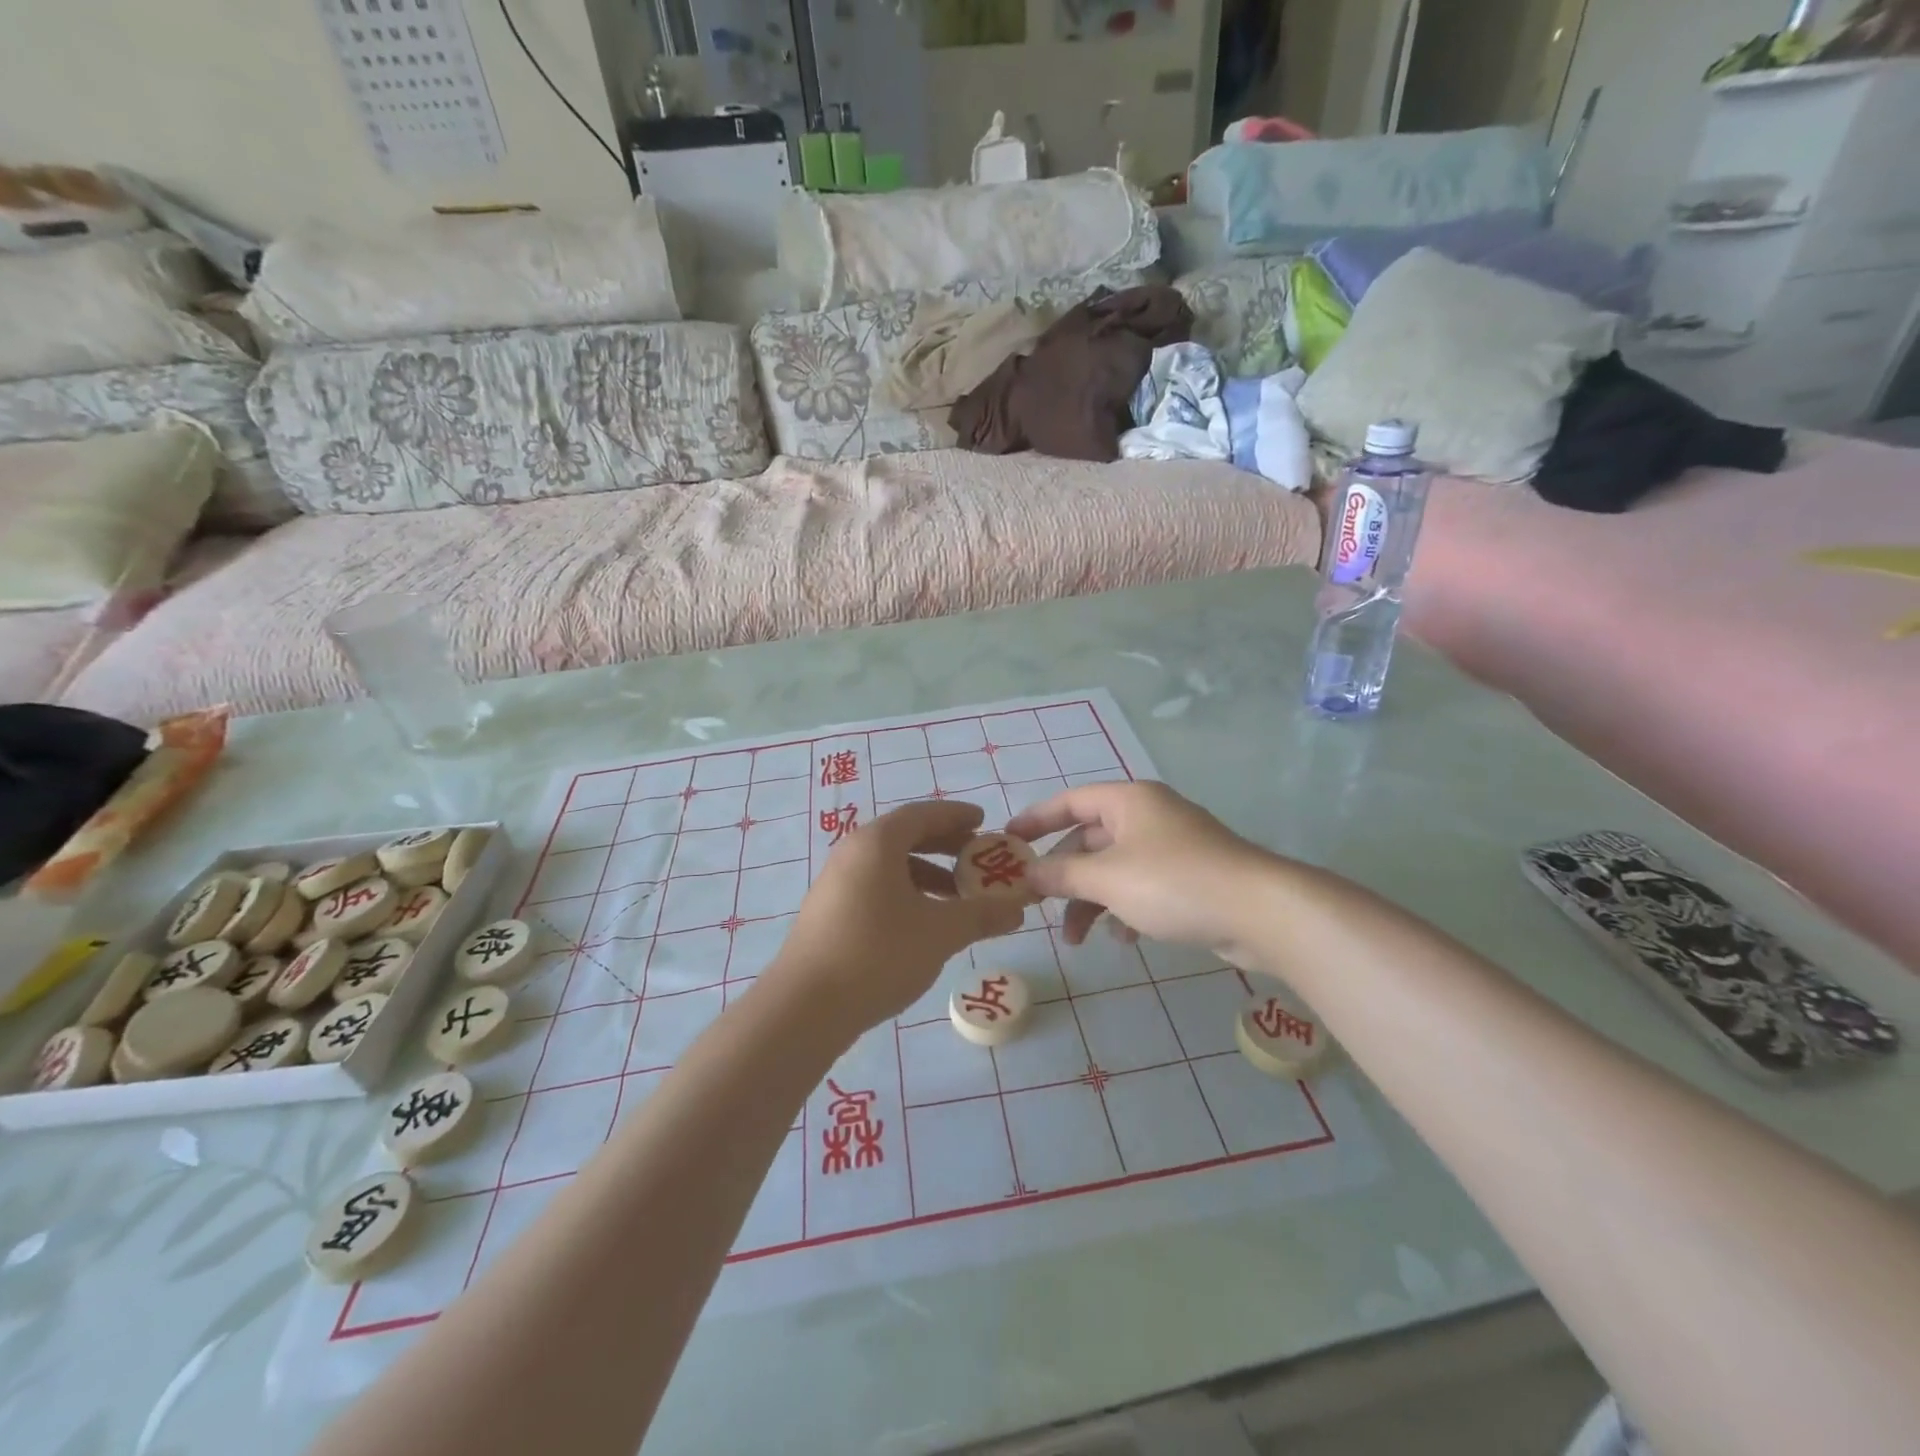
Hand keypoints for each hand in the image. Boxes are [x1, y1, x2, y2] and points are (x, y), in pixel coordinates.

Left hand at [767, 800, 1024, 1034]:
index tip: (983, 821)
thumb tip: (1018, 908)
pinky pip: (876, 888)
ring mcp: (836, 884)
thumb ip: (981, 915)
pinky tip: (924, 925)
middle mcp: (852, 854)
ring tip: (958, 899)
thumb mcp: (940, 932)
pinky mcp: (829, 914)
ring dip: (927, 876)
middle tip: (977, 859)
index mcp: (877, 843)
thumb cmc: (878, 953)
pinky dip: (906, 895)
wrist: (805, 1007)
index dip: (956, 816)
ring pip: (890, 867)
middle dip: (945, 846)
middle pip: (905, 837)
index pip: (922, 814)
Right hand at [1008, 782, 1280, 962]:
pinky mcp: (1190, 878)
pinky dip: (1124, 909)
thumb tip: (1026, 873)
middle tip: (1038, 905)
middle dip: (1063, 876)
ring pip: (1114, 869)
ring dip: (1091, 901)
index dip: (1036, 820)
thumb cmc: (1173, 883)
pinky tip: (1124, 939)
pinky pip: (1141, 888)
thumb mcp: (1107, 878)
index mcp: (1128, 801)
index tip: (1007, 842)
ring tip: (1077, 939)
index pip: (1069, 801)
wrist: (1260, 912)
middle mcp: (1148, 816)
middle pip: (1090, 840)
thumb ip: (1061, 874)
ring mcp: (1172, 847)